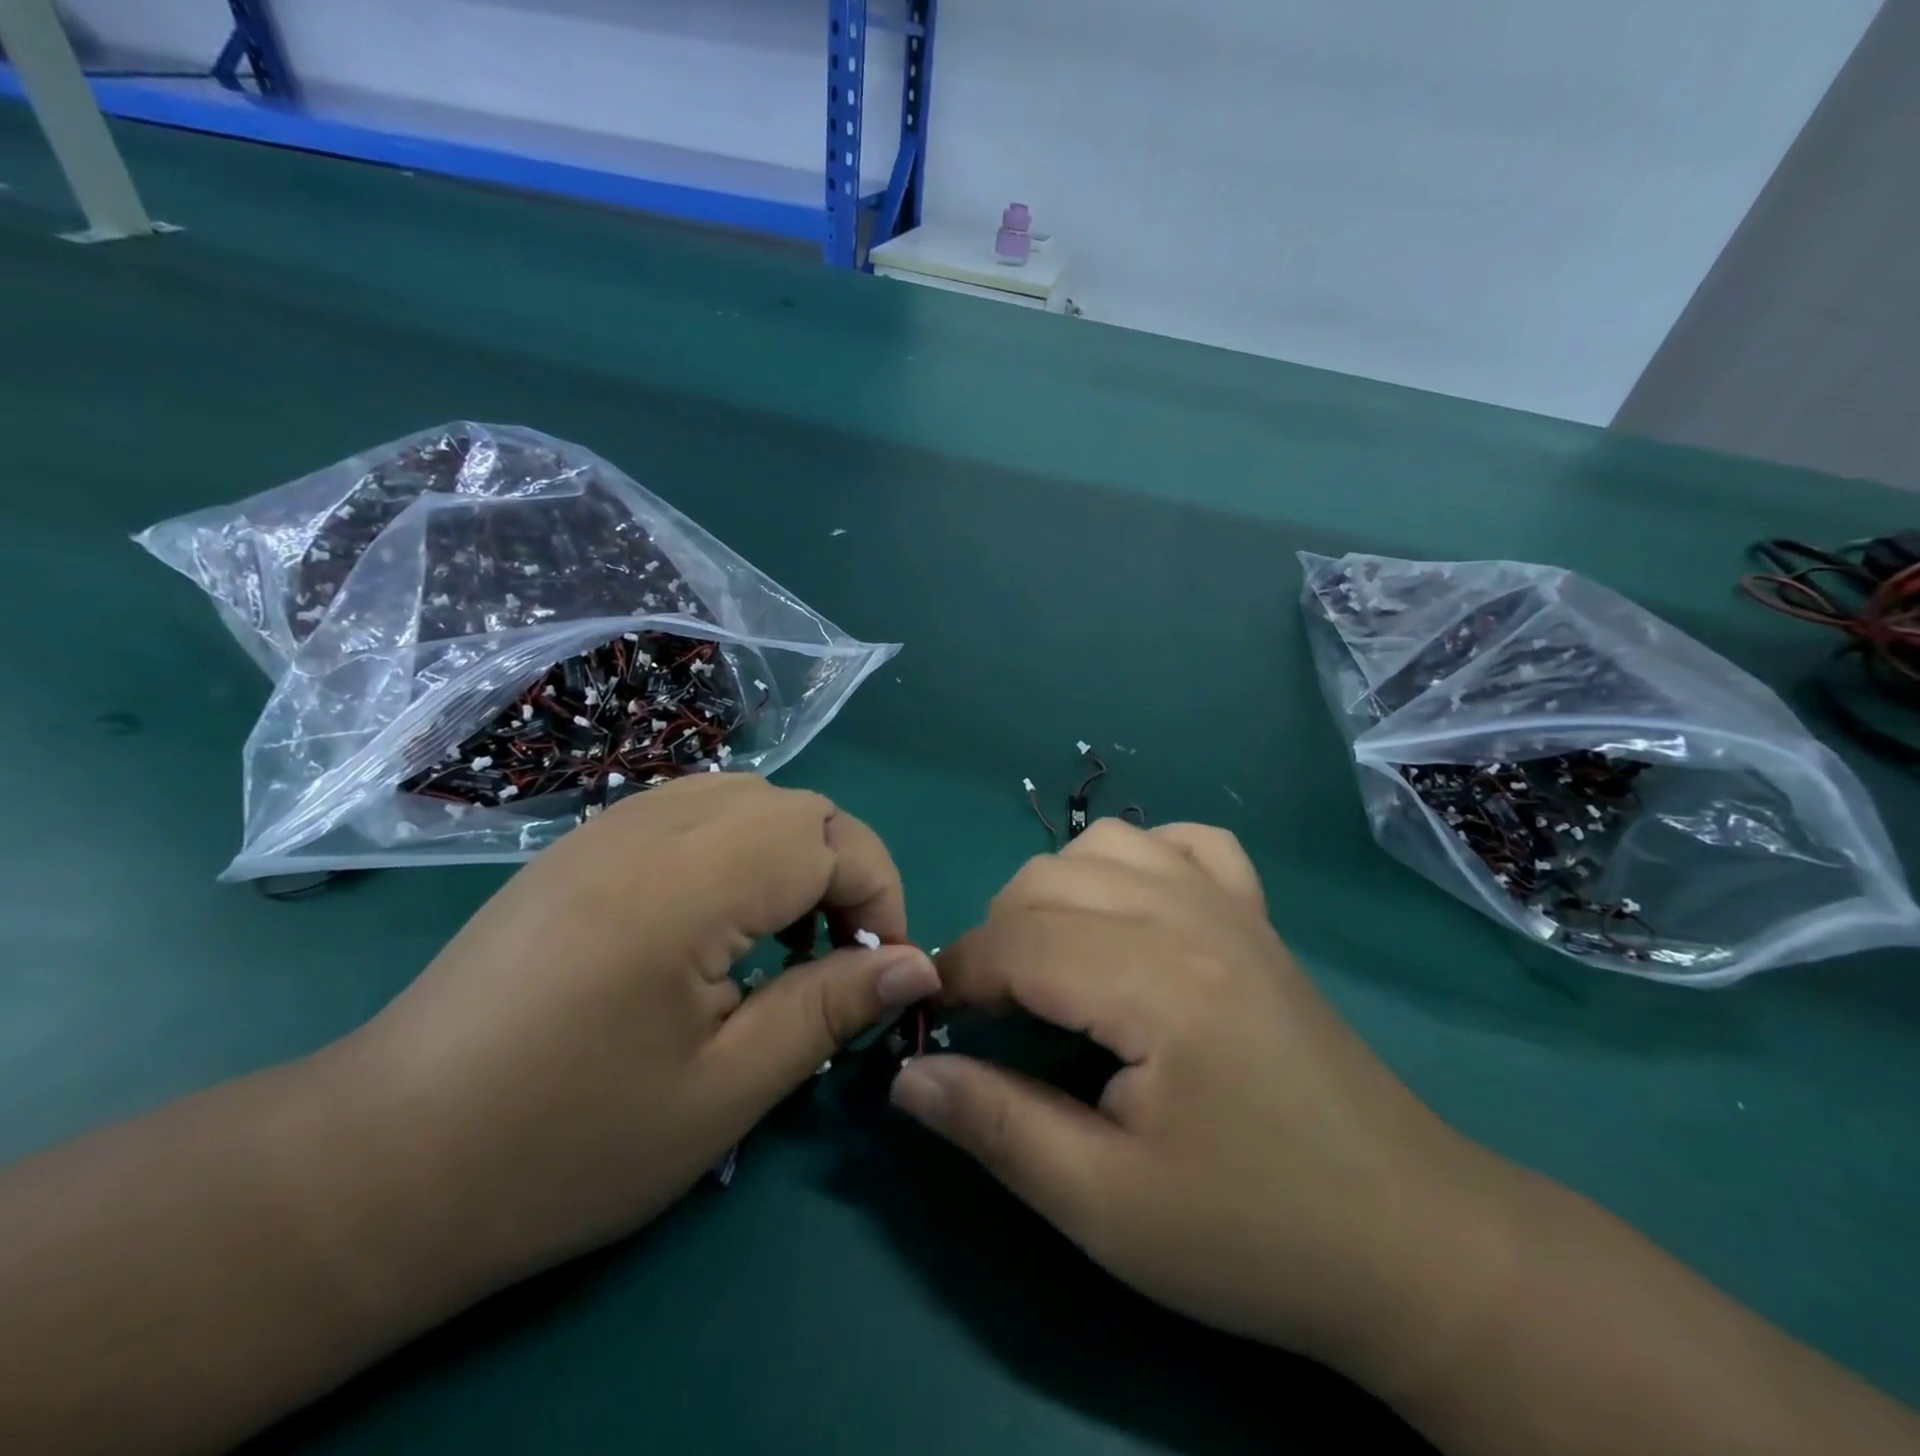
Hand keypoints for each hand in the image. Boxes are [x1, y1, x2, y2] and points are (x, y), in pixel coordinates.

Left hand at [337, 774, 939, 1284]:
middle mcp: (650, 827)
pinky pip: (694, 810)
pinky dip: (738, 849)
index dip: (880, 895)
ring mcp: (608, 827)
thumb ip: (830, 1009)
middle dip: (842, 871)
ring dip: (791, 856)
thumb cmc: (564, 1144)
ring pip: (748, 797)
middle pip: (795, 806)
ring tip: (780, 941)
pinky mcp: (582, 845)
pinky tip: (716, 923)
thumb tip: (918, 967)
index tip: (883, 971)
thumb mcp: (724, 1090)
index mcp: (686, 884)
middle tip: (836, 959)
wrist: (380, 1162)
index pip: (830, 839)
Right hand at [890, 819, 1492, 1372]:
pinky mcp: (1256, 914)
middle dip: (996, 938)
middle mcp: (1189, 915)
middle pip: (1046, 880)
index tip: (936, 1026)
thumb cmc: (1252, 1232)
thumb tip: (908, 1073)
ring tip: (1053, 962)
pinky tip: (1132, 910)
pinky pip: (1183, 843)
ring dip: (1053, 892)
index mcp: (1155, 981)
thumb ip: (995, 1125)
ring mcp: (1230, 904)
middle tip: (995, 1015)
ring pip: (1102, 844)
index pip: (1015, 942)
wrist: (1407, 1237)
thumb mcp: (1106, 1206)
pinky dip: (1137, 860)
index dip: (958, 978)